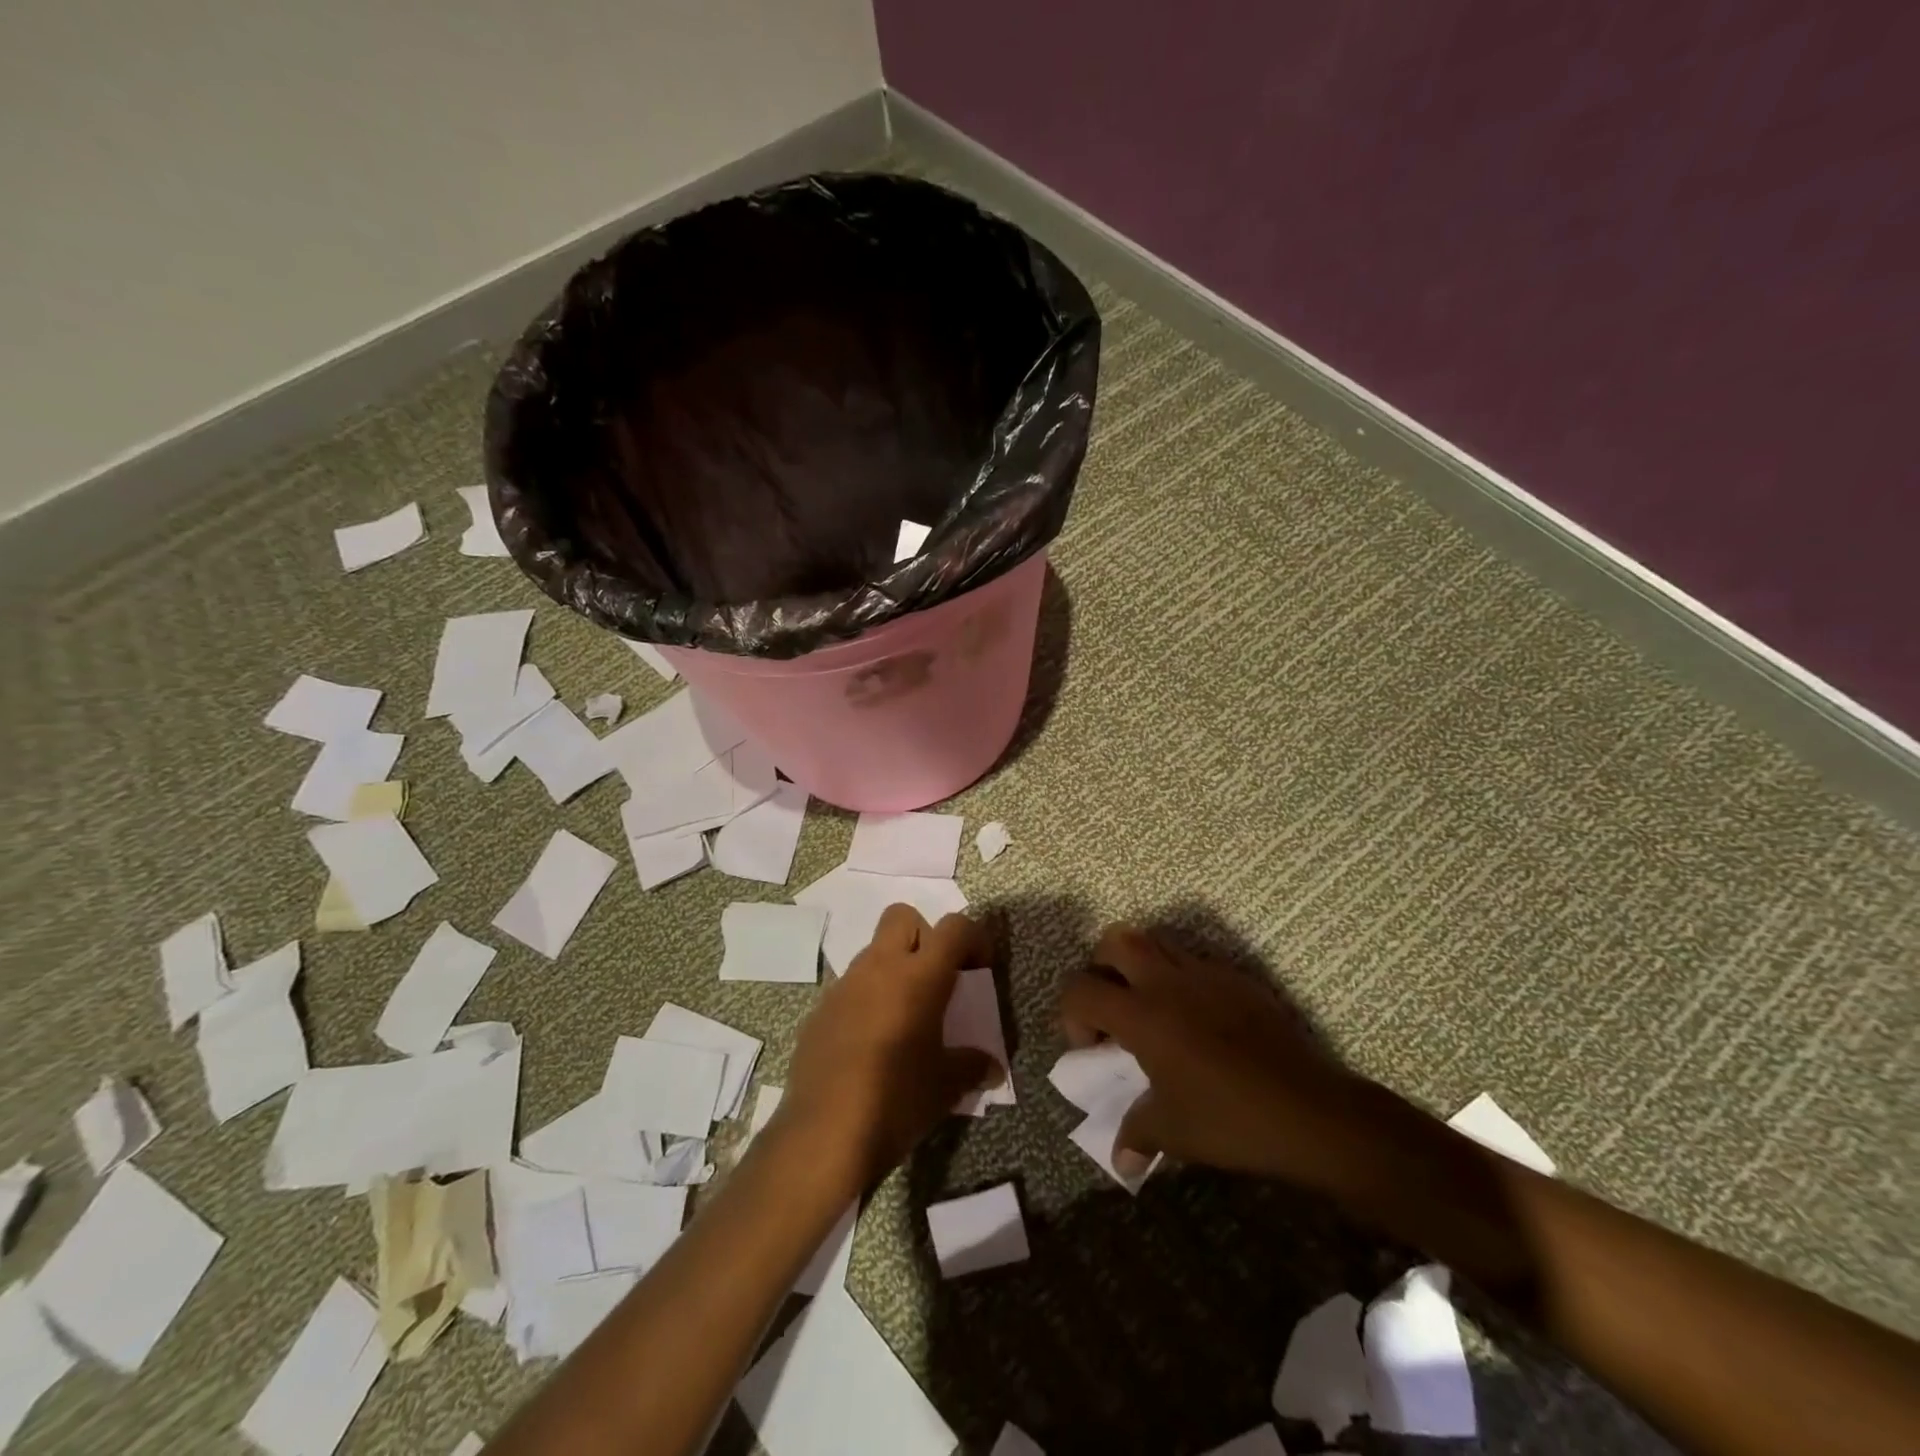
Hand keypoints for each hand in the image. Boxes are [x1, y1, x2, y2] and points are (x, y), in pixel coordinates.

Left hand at [775, 906, 1001, 1191]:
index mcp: (918, 976)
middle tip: (937, 980)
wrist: (823, 1135)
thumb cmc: (897, 1100)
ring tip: (905, 1019)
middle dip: (925, 936)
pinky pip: (849, 989)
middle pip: (903, 917)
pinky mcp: (818, 1012)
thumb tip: (991, 1067)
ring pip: (873, 953)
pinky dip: (866, 1001)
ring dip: (893, 970)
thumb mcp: (946, 1086)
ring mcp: (843, 987)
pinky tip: (871, 1045)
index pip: (954, 927)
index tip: (980, 969)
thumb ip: (972, 1066)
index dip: (974, 938)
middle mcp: (879, 967)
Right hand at [1060, 925, 1363, 1186]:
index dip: (1071, 1015)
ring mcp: (1206, 973)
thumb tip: (1120, 1160)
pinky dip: (1182, 978)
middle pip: (1115, 940)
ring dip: (1141, 965)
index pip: (1080, 990)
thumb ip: (1137, 1134)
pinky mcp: (1238, 978)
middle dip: (1101, 968)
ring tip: (1153, 1009)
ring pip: (1157, 941)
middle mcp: (1168, 981)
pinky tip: (1199, 1020)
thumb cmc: (1232, 1120)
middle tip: (1113, 1008)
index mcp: (1142, 1014)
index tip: (1091, 1048)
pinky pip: (1196, 961)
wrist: (1311, 1112)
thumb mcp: (1174, 1133)